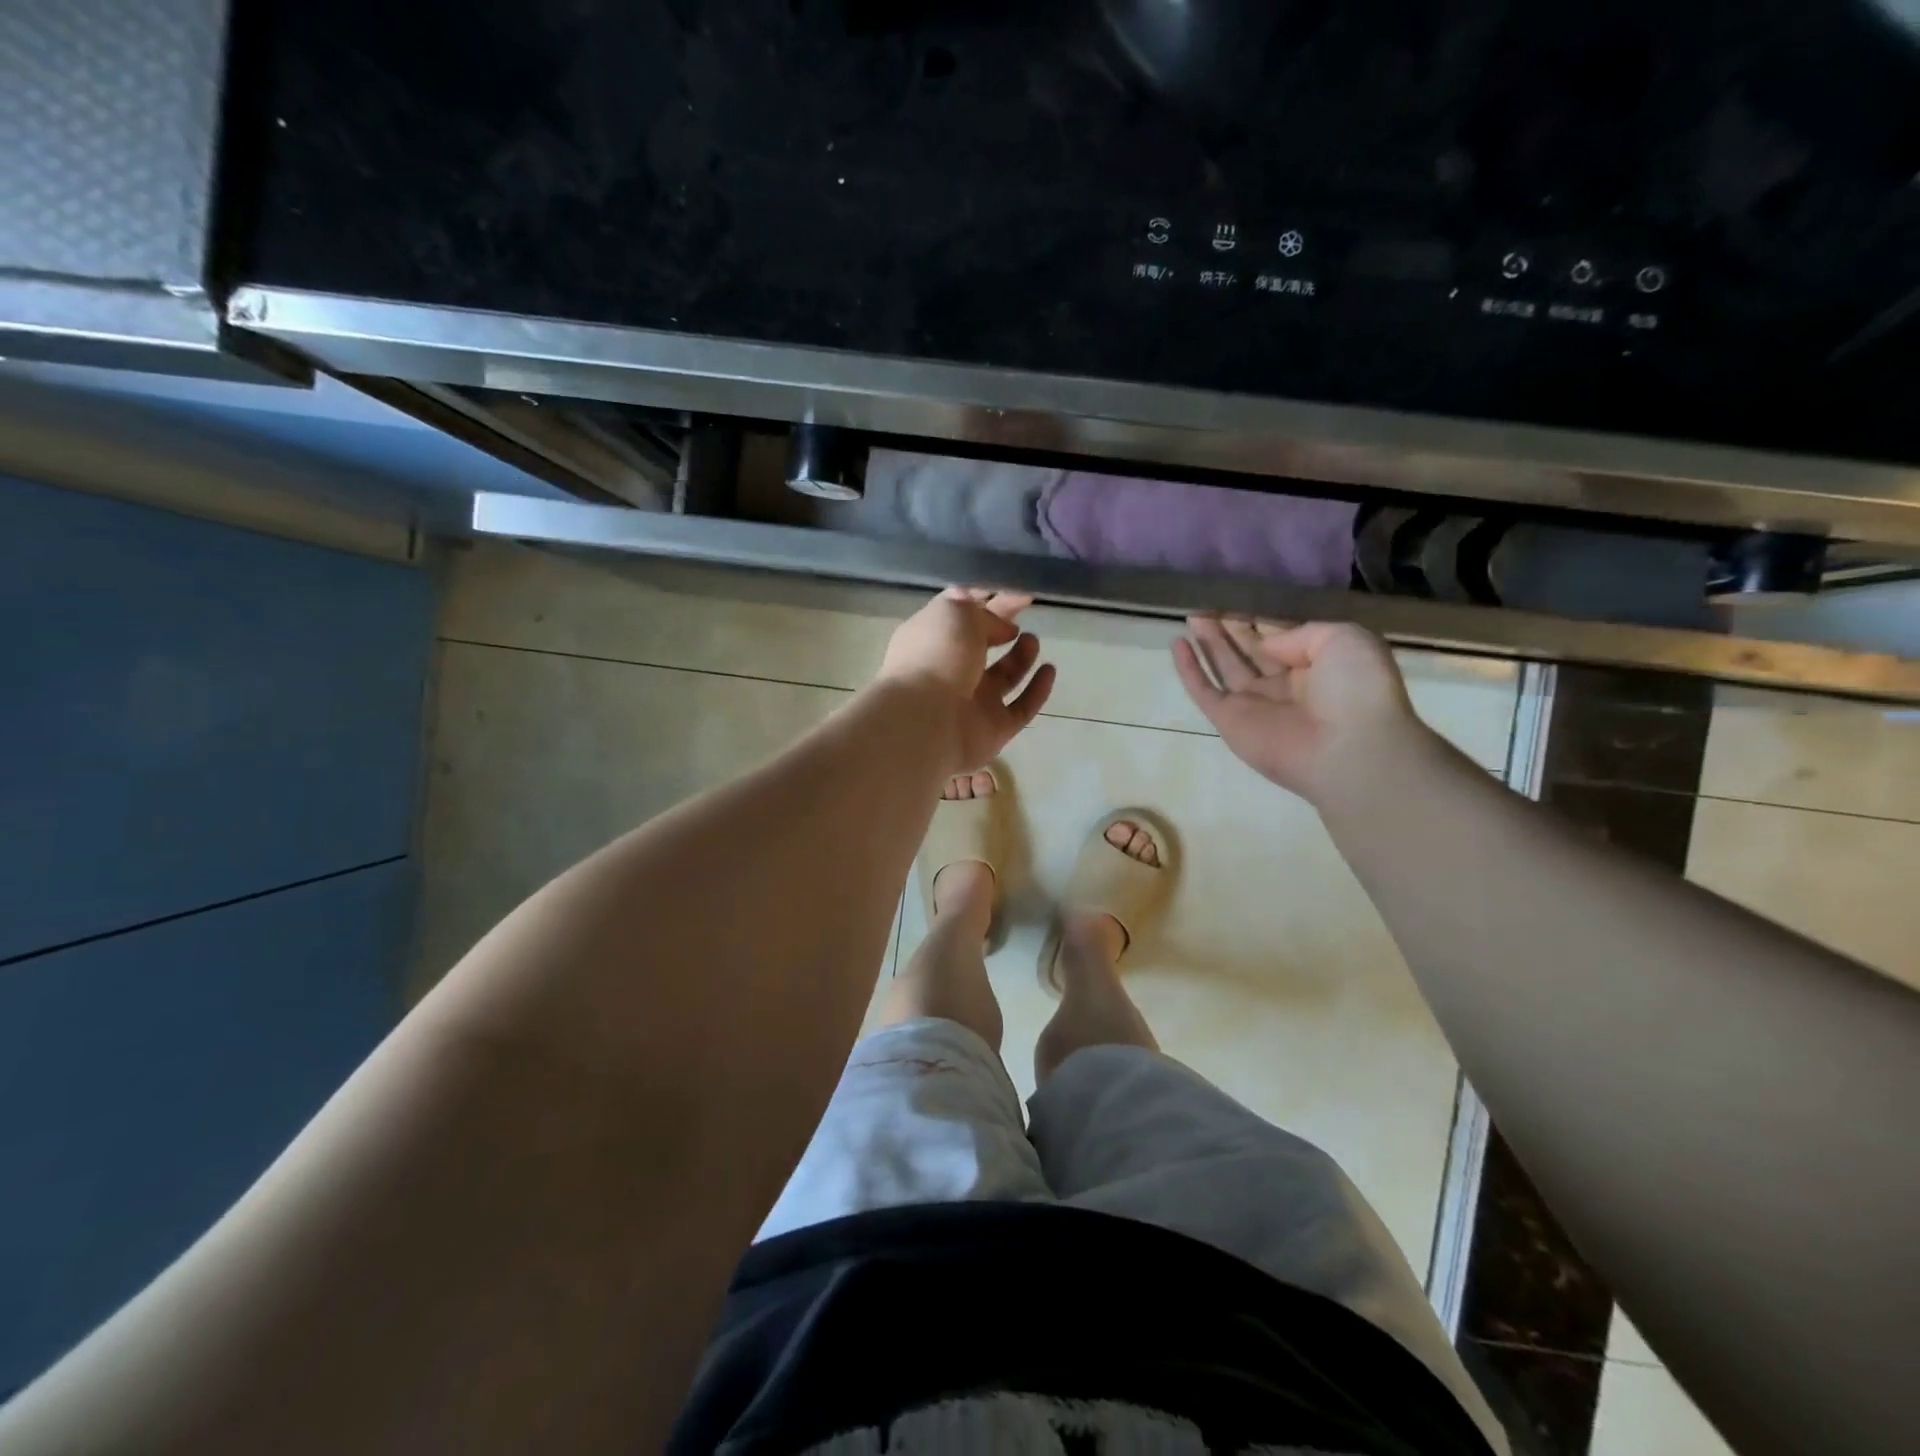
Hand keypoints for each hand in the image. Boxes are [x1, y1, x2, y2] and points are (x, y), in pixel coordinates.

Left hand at [878, 588, 1056, 770]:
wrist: (925, 722)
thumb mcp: (955, 613)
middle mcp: (950, 670)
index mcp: (932, 638)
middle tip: (1026, 611)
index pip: (962, 613)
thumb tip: (1002, 626)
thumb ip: (981, 612)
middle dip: (1002, 626)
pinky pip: (1021, 708)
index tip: (1019, 592)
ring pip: (1002, 676)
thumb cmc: (935, 657)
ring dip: (1020, 656)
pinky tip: (1049, 670)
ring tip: (1032, 640)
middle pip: (982, 643)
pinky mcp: (993, 730)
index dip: (989, 599)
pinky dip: (1036, 690)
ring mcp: (972, 702)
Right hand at [1172, 616, 1431, 804]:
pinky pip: (1203, 690)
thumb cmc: (1357, 690)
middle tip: (1209, 602)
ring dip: (1208, 641)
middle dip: (1230, 626)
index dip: (1260, 617)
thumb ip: (1302, 632)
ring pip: (1224, 666)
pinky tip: (1177, 642)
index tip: (1240, 595)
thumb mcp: (1345, 639)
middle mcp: (1283, 685)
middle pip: (1249, 650)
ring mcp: (1254, 704)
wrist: (1347, 748)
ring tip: (1192, 614)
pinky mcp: (1228, 720)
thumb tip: (1266, 644)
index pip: (1280, 637)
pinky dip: (1189, 669)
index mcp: (1316, 667)